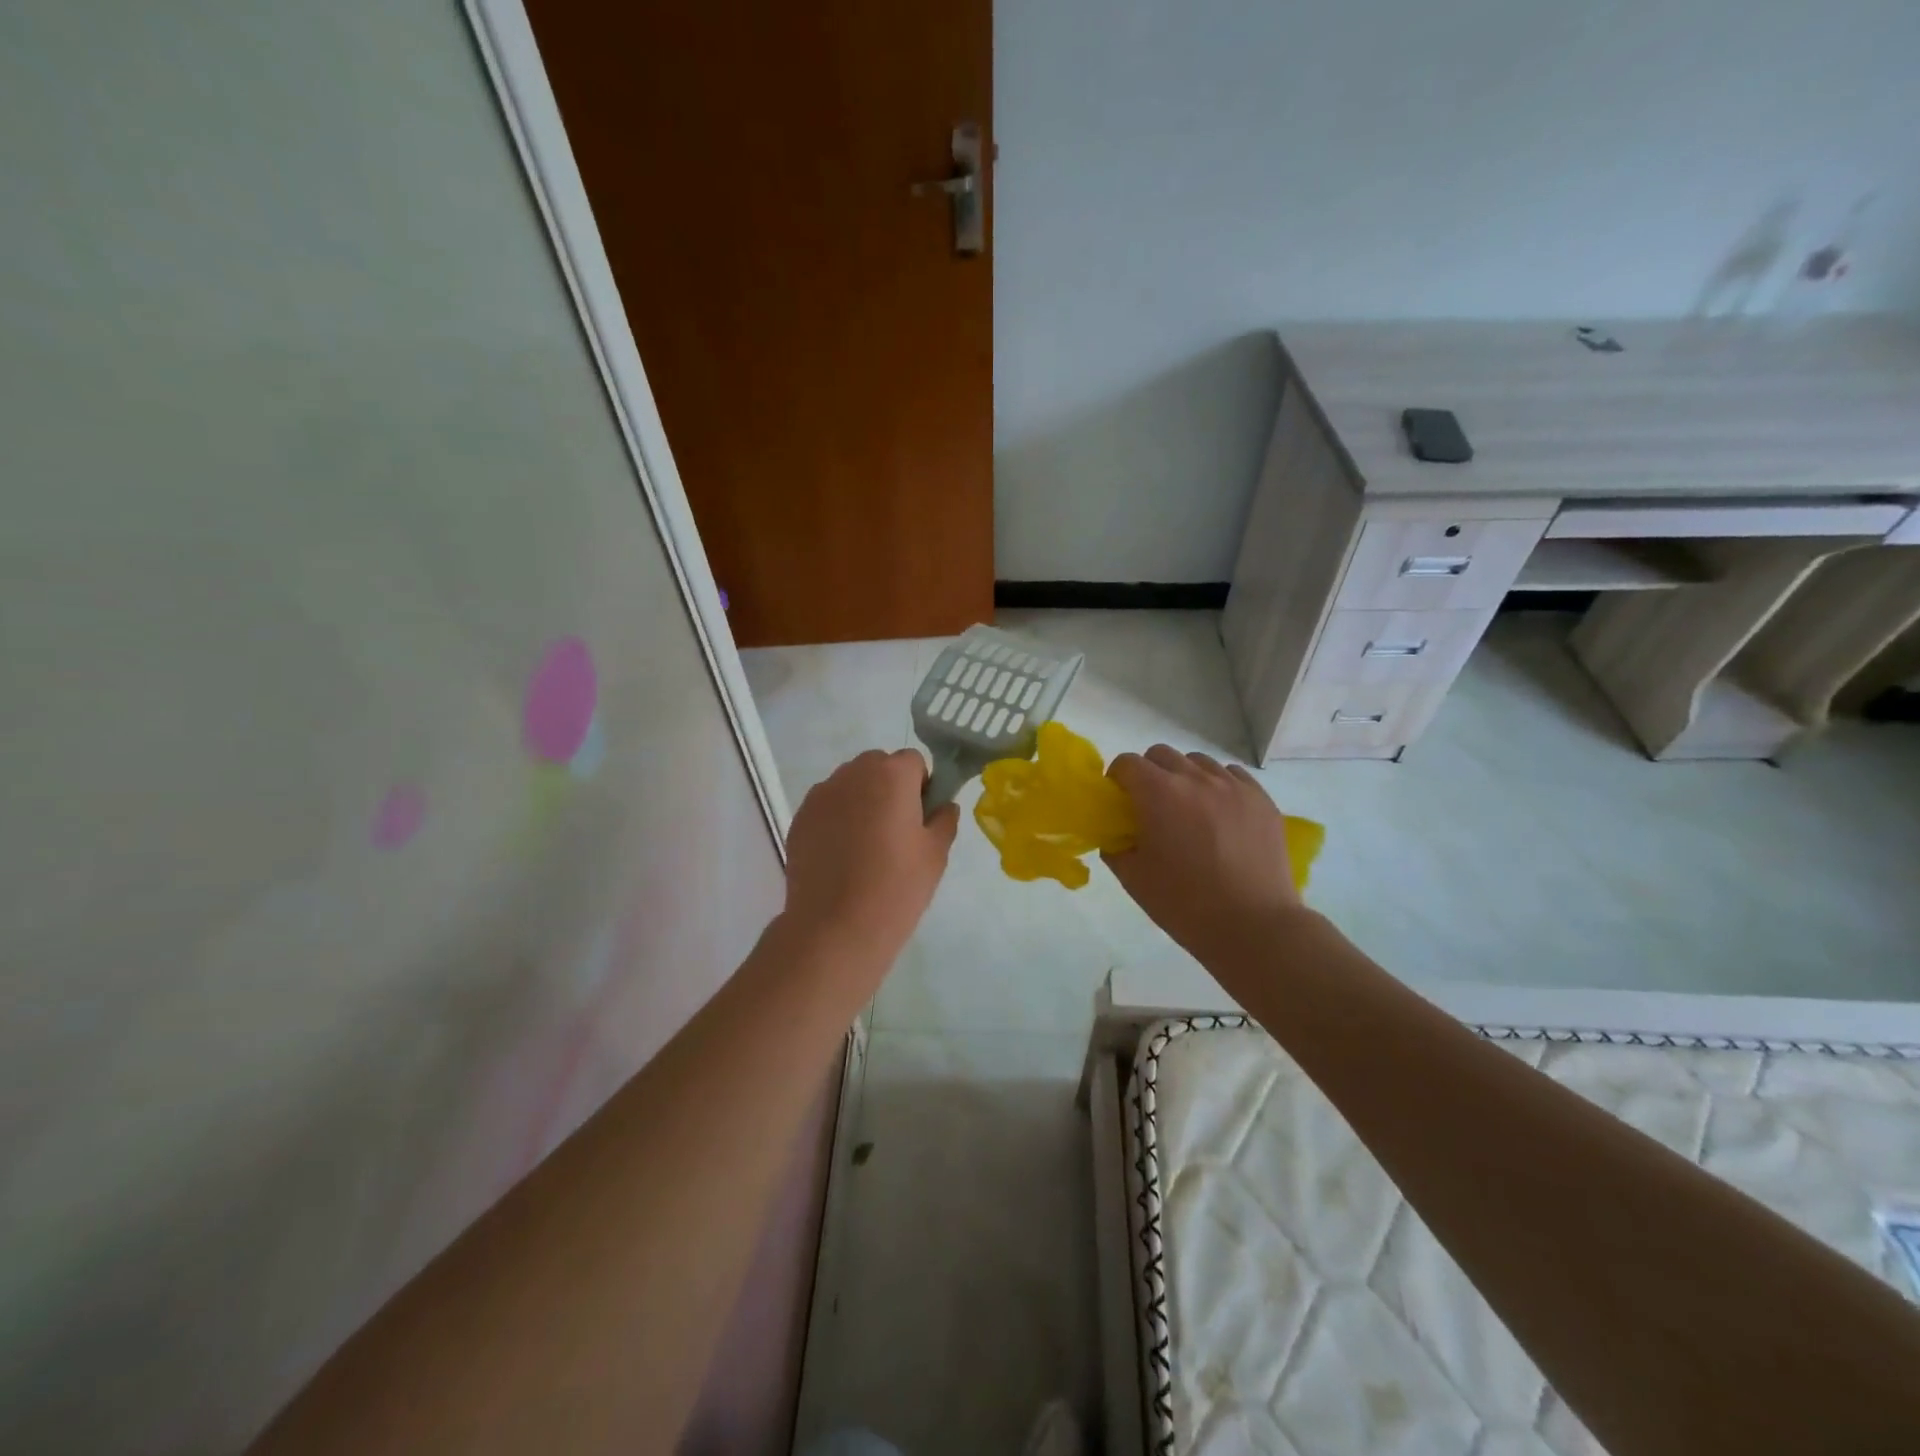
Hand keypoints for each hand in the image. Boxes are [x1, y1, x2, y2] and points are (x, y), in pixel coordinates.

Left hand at [781, 749, 958, 964]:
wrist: (834, 928)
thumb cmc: (896, 887)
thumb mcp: (935, 855)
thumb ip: (944, 820)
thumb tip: (943, 806)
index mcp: (891, 775)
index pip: (913, 761)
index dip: (921, 786)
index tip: (921, 819)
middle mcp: (852, 774)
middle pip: (878, 766)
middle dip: (890, 789)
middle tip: (896, 832)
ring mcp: (821, 795)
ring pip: (850, 785)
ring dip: (861, 802)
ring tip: (866, 847)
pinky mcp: (800, 819)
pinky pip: (827, 807)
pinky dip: (837, 820)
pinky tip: (841, 857)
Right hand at [1103, 746, 1303, 962]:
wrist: (1253, 926)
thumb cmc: (1185, 904)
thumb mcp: (1134, 879)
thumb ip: (1115, 848)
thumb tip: (1116, 835)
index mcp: (1158, 794)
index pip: (1127, 763)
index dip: (1117, 778)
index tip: (1119, 800)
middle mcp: (1195, 778)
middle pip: (1162, 754)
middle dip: (1149, 772)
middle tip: (1151, 805)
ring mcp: (1233, 786)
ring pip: (1199, 762)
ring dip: (1185, 777)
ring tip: (1189, 809)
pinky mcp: (1261, 799)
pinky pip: (1233, 775)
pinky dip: (1219, 785)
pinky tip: (1220, 814)